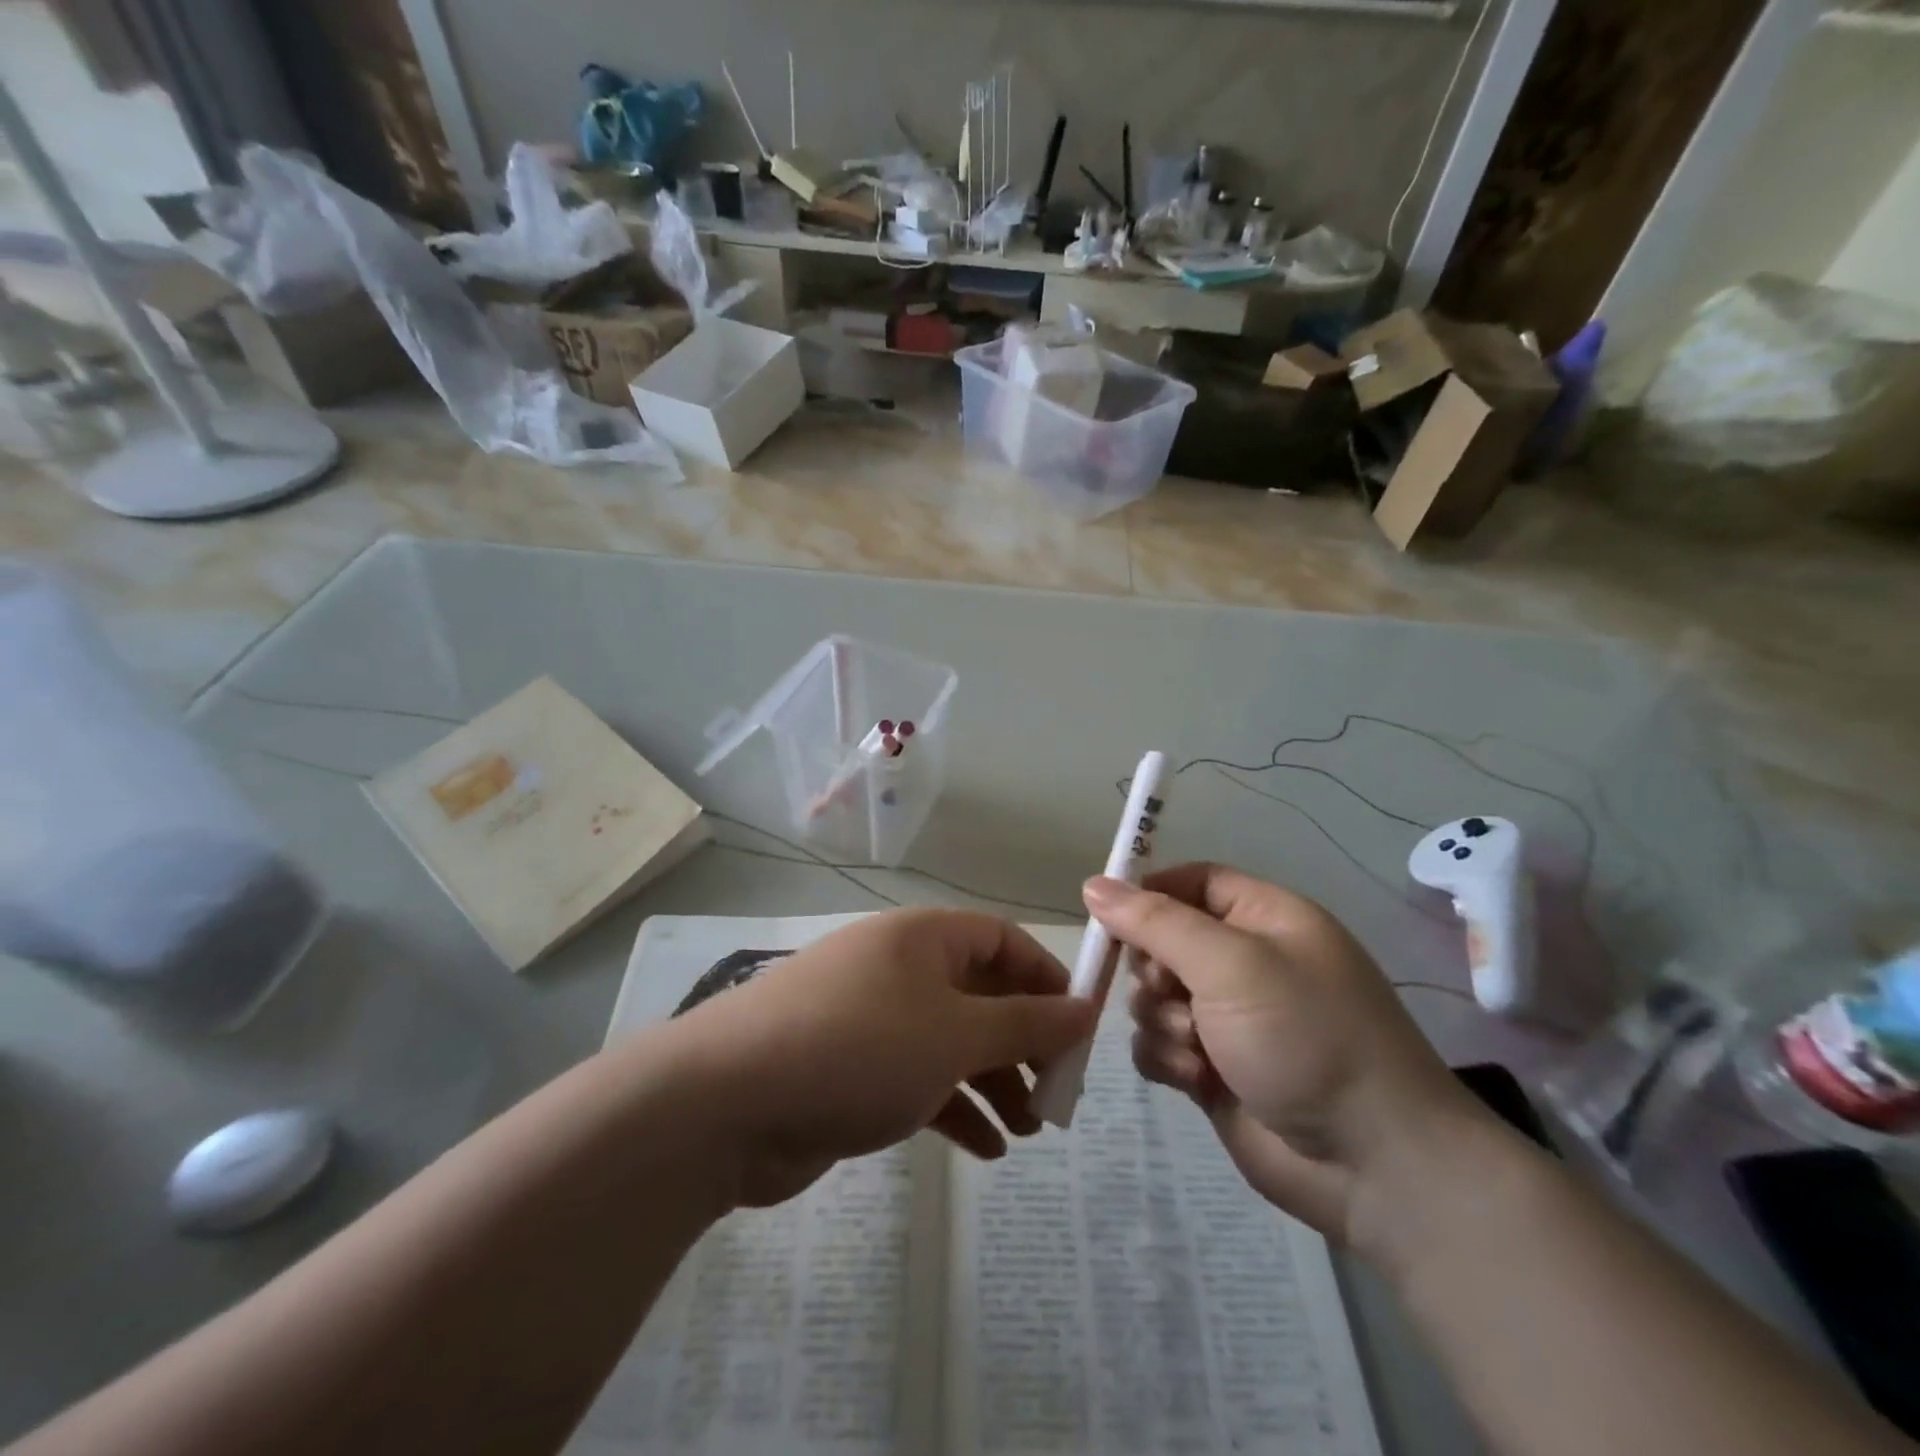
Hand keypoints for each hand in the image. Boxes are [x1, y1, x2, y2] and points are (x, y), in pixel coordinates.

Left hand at [671, 910, 1095, 1207]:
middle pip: (980, 994)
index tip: (1079, 1030)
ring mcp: (872, 1019)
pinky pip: (918, 1079)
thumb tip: (1085, 1009)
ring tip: (1027, 1132)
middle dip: (1022, 1043)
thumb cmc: (858, 1048)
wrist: (725, 1103)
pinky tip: (984, 1152)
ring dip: (992, 1082)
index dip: (1045, 978)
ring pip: (951, 1042)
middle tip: (1056, 1096)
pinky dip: (953, 1108)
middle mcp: (899, 969)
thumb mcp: (954, 1035)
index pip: (1002, 940)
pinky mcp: (851, 1069)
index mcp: (922, 939)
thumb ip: (1025, 1023)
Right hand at [1086, 864, 1489, 1247]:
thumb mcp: (1230, 964)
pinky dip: (1167, 1058)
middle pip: (1162, 940)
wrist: (1373, 1166)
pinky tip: (1195, 1079)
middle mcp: (1244, 963)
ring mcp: (1228, 1018)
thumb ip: (1155, 922)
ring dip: (1162, 1020)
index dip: (1148, 892)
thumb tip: (1093, 885)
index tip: (1107, 915)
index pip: (1191, 881)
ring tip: (1197, 1048)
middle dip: (1154, 970)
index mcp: (1264, 919)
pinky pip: (1158, 1044)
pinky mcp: (1212, 1068)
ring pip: (1152, 997)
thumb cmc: (1307, 1038)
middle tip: (1172, 992)